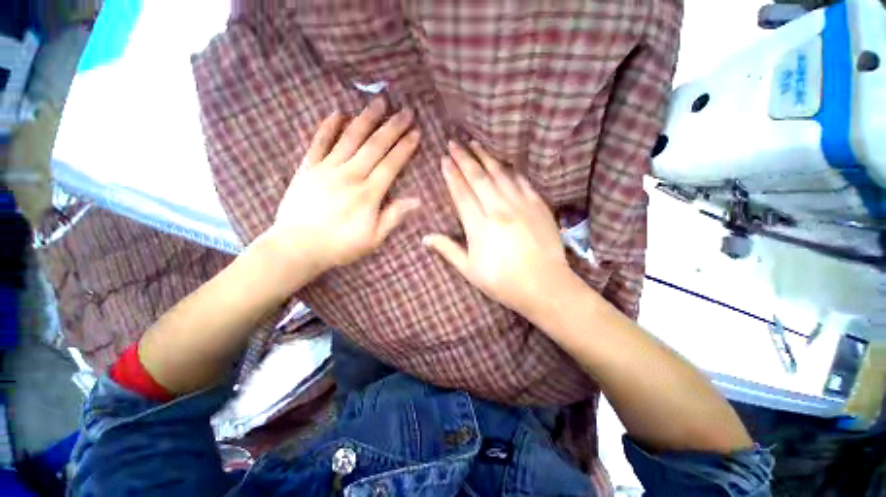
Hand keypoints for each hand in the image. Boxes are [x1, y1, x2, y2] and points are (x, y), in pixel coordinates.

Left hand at [265, 98, 420, 275]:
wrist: (297, 247)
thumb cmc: (340, 246)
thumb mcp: (373, 239)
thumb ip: (394, 217)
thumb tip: (416, 200)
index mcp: (368, 194)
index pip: (391, 164)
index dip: (405, 147)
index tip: (416, 132)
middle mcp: (350, 175)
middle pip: (374, 146)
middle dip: (392, 127)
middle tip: (405, 110)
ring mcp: (327, 169)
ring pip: (350, 138)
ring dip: (366, 119)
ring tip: (379, 102)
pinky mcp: (308, 169)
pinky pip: (318, 143)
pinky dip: (327, 127)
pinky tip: (337, 113)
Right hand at [423, 141, 575, 314]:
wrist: (545, 286)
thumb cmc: (504, 282)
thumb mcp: (470, 271)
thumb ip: (447, 250)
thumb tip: (425, 238)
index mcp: (479, 227)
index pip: (461, 193)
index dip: (451, 175)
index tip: (443, 159)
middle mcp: (499, 210)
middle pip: (478, 178)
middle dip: (464, 158)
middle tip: (453, 143)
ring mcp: (521, 205)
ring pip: (499, 174)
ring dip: (485, 157)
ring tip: (474, 143)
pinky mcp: (539, 205)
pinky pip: (522, 181)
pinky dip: (511, 168)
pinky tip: (503, 160)